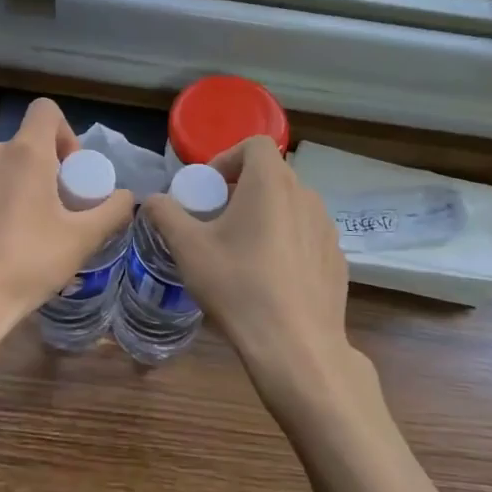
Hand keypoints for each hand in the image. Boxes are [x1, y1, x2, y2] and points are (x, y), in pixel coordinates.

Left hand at [0, 97, 133, 366]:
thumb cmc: (25, 263)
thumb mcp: (82, 240)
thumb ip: (111, 211)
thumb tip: (125, 197)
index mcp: (24, 153)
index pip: (46, 111)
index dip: (66, 134)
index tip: (73, 175)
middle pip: (28, 145)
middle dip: (50, 171)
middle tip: (62, 213)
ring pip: (5, 171)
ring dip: (25, 191)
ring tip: (35, 236)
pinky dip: (0, 208)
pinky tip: (5, 249)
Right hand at [143, 136, 376, 419]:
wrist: (295, 346)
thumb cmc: (237, 286)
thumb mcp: (188, 248)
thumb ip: (166, 215)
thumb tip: (153, 200)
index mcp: (271, 183)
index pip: (255, 145)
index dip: (228, 157)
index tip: (209, 188)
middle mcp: (306, 196)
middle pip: (273, 175)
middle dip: (242, 189)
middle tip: (218, 220)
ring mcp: (327, 229)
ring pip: (292, 206)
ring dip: (266, 215)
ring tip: (243, 250)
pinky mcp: (338, 259)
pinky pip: (307, 236)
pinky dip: (287, 242)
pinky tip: (271, 278)